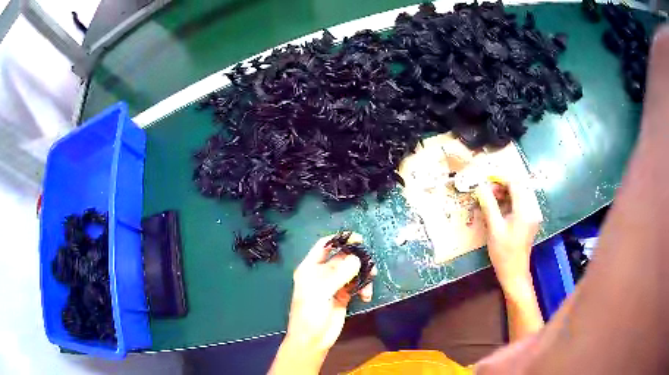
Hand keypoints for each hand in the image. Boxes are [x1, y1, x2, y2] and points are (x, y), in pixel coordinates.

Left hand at [270, 234, 374, 373]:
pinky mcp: (344, 296)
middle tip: (369, 262)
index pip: (324, 246)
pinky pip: (357, 286)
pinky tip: (366, 296)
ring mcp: (334, 285)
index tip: (358, 238)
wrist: (313, 339)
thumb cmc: (310, 313)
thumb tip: (358, 259)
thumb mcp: (321, 291)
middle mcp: (322, 274)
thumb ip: (339, 274)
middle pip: (342, 258)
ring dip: (363, 273)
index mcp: (311, 268)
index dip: (339, 239)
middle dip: (356, 258)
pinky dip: (364, 288)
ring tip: (372, 278)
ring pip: (352, 271)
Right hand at [475, 179, 541, 293]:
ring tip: (490, 199)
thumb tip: (480, 187)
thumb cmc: (503, 252)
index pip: (515, 184)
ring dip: (505, 193)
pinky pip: (520, 204)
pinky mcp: (530, 220)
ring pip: (519, 195)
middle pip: (518, 187)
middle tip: (486, 192)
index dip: (500, 179)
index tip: (486, 181)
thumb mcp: (494, 228)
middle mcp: (532, 209)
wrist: (514, 272)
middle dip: (502, 186)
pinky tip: (499, 208)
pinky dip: (509, 202)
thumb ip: (489, 205)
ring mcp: (532, 215)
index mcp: (524, 210)